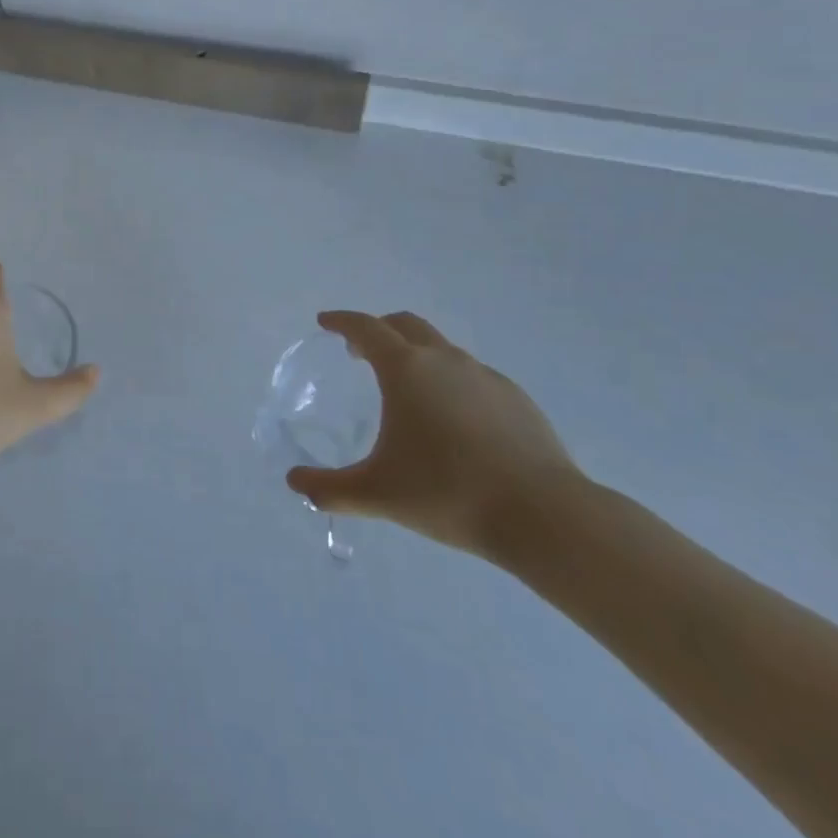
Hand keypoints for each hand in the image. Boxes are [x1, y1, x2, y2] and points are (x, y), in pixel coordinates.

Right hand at [285, 310, 582, 562]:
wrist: (543, 516)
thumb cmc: (448, 493)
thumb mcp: (378, 494)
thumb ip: (330, 489)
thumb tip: (294, 483)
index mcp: (405, 369)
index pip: (365, 327)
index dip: (342, 321)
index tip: (326, 322)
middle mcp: (444, 360)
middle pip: (404, 325)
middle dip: (378, 330)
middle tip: (361, 353)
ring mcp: (484, 376)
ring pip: (441, 348)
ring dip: (416, 355)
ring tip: (408, 390)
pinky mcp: (516, 398)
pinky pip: (472, 375)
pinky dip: (451, 381)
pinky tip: (455, 420)